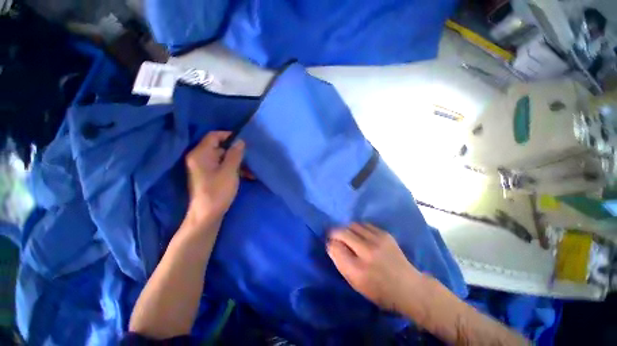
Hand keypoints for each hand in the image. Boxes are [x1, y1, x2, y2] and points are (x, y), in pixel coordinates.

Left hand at [185, 131, 244, 225]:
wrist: (207, 215)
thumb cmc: (218, 191)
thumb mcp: (229, 171)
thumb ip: (235, 154)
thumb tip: (240, 141)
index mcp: (201, 154)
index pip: (214, 136)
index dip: (229, 135)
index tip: (244, 140)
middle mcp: (199, 158)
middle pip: (220, 147)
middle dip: (237, 152)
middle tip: (250, 157)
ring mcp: (204, 168)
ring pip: (223, 158)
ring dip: (238, 163)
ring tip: (251, 170)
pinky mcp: (209, 176)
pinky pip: (222, 167)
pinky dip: (234, 169)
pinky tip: (247, 175)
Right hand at [327, 224, 420, 312]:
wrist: (409, 287)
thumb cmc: (379, 290)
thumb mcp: (356, 284)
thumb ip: (341, 263)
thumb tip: (331, 245)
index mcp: (358, 269)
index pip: (335, 247)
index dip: (330, 243)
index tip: (330, 243)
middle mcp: (367, 251)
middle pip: (342, 232)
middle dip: (335, 232)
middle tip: (335, 236)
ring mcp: (377, 240)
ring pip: (353, 225)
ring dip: (346, 229)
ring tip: (348, 235)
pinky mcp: (385, 234)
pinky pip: (364, 224)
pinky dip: (358, 228)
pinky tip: (360, 234)